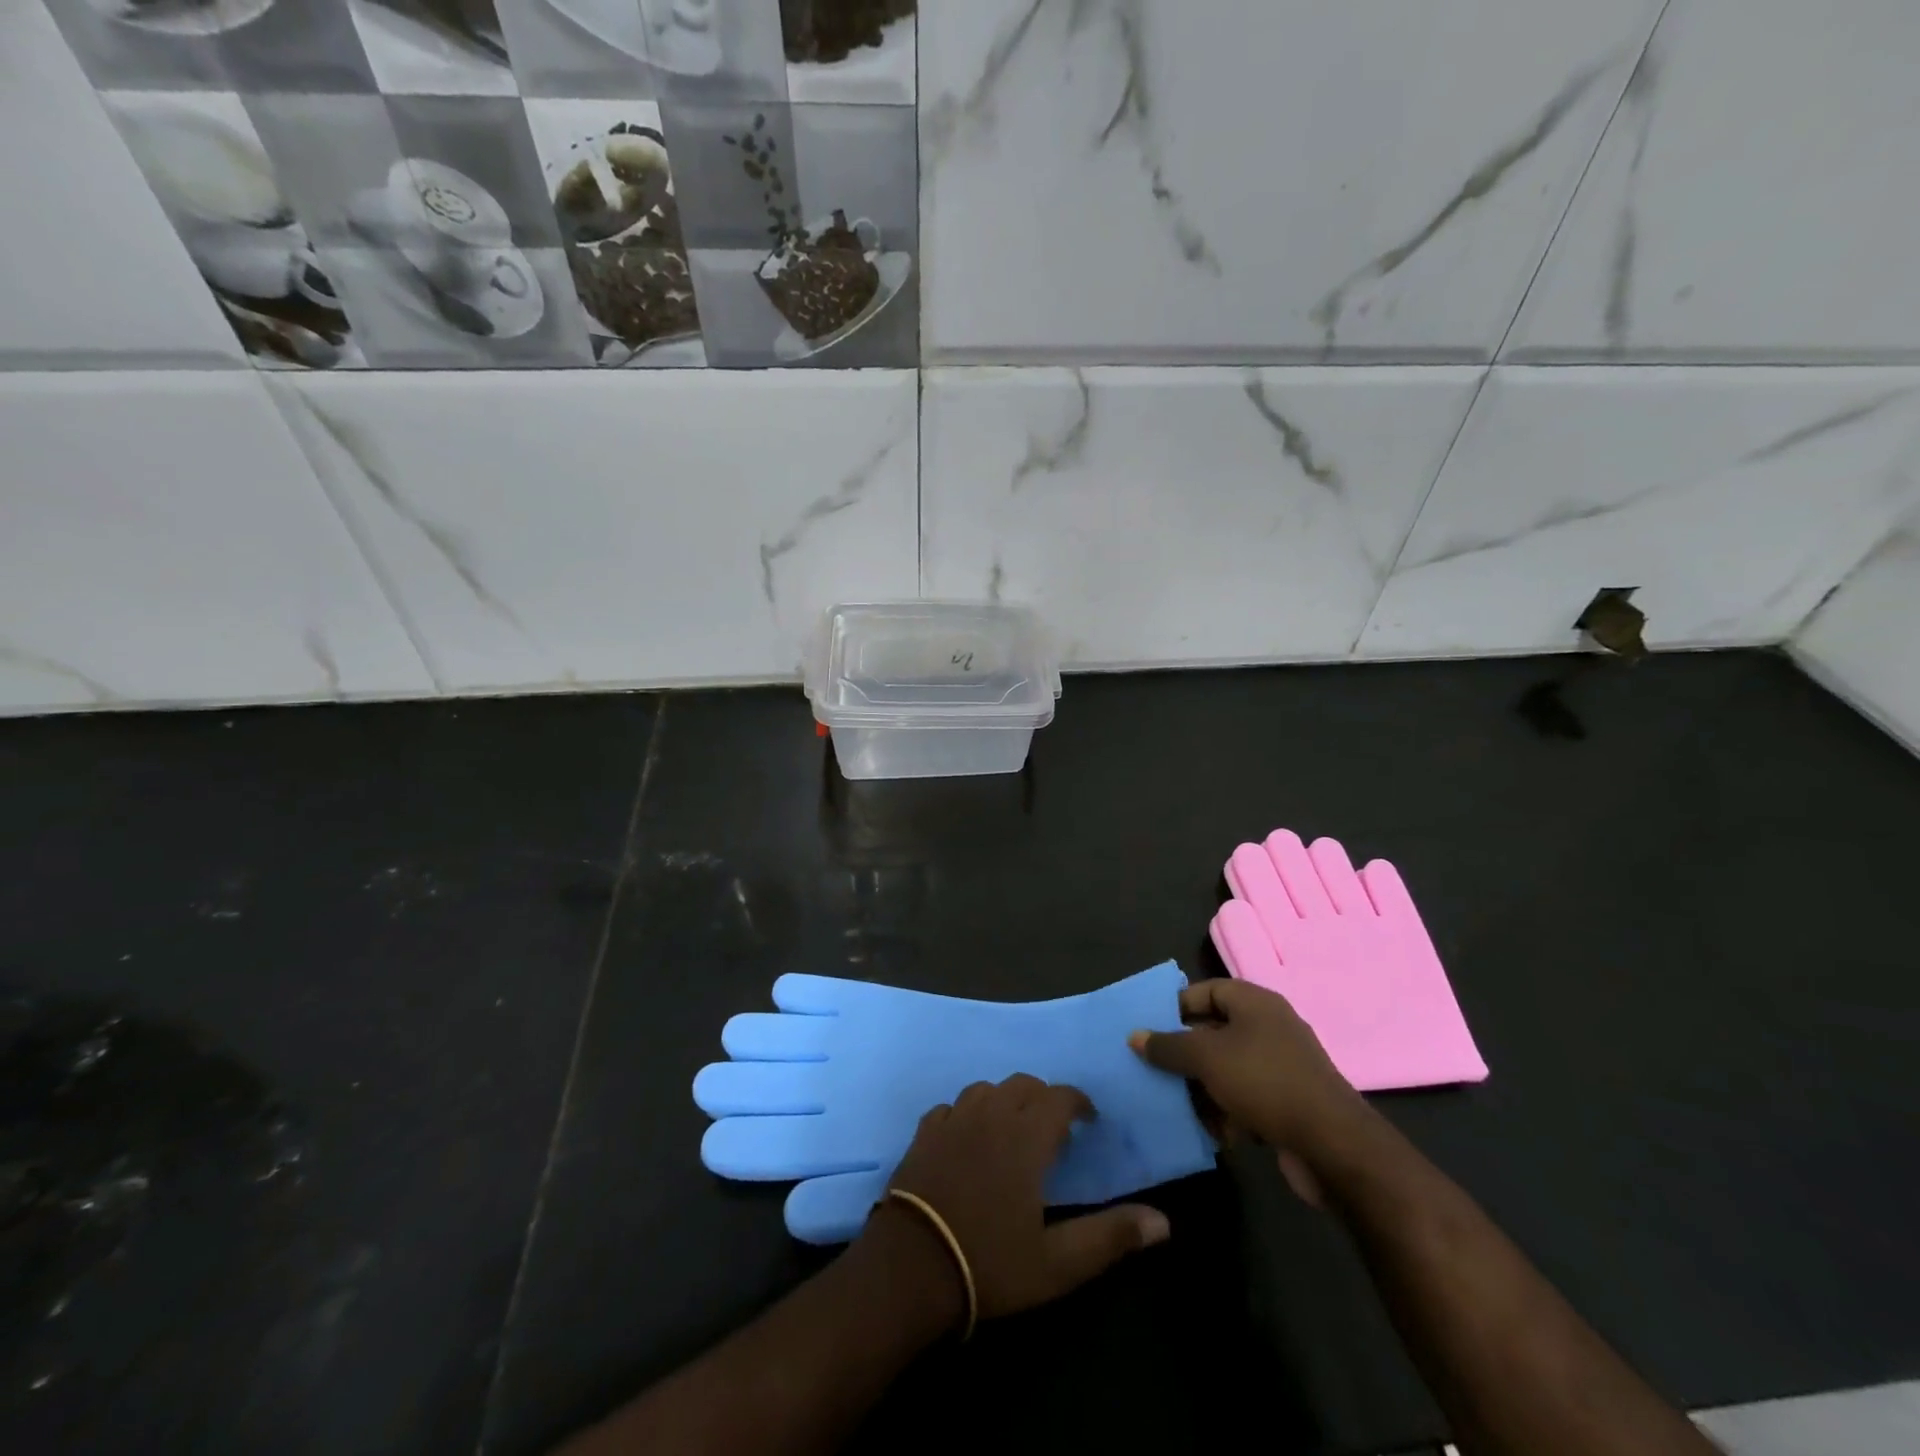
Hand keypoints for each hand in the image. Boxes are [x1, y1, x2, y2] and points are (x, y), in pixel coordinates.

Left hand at [877, 1074, 1169, 1326]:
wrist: (912, 1266)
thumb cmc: (989, 1262)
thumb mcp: (1058, 1264)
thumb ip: (1110, 1237)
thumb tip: (1163, 1222)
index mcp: (1025, 1137)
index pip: (1059, 1097)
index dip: (1078, 1101)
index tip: (1089, 1119)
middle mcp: (990, 1115)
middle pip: (1022, 1084)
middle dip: (1043, 1097)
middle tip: (1054, 1127)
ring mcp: (952, 1120)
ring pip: (985, 1089)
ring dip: (1004, 1100)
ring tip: (1012, 1128)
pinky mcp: (923, 1132)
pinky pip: (950, 1107)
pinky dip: (967, 1114)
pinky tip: (968, 1136)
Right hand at [1130, 979, 1366, 1181]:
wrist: (1333, 1145)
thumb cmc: (1264, 1082)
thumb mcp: (1206, 1058)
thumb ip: (1168, 1045)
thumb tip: (1135, 1036)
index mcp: (1255, 1003)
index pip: (1207, 990)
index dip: (1177, 1005)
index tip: (1150, 1027)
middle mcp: (1270, 1028)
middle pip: (1215, 1031)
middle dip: (1184, 1052)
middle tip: (1154, 1067)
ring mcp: (1282, 1067)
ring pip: (1228, 1068)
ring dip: (1202, 1086)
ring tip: (1175, 1104)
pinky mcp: (1288, 1103)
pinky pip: (1246, 1098)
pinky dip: (1226, 1111)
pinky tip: (1209, 1131)